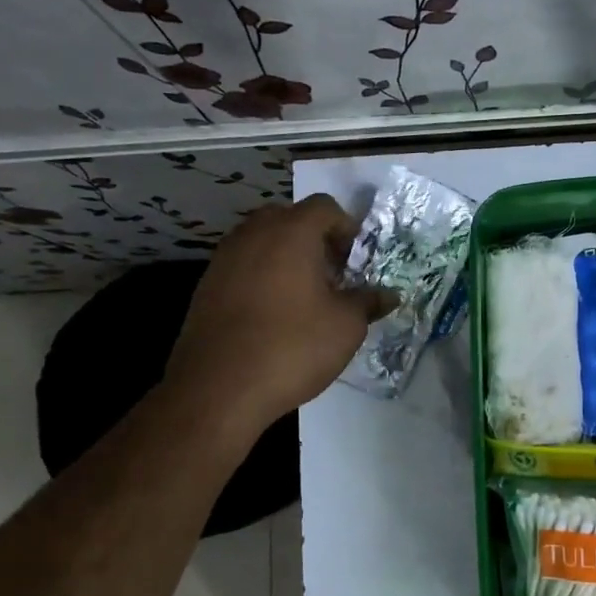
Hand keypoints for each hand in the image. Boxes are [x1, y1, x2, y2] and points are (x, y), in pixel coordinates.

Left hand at [168, 194, 390, 429]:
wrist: (218, 388)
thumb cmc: (292, 347)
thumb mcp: (346, 326)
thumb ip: (368, 302)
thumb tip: (389, 294)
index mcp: (292, 232)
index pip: (325, 206)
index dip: (347, 228)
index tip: (356, 261)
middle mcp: (254, 234)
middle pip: (289, 218)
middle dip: (314, 239)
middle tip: (332, 275)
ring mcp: (224, 258)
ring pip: (262, 241)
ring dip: (286, 257)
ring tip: (304, 296)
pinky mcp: (206, 286)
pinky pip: (242, 266)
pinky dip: (262, 277)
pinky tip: (273, 314)